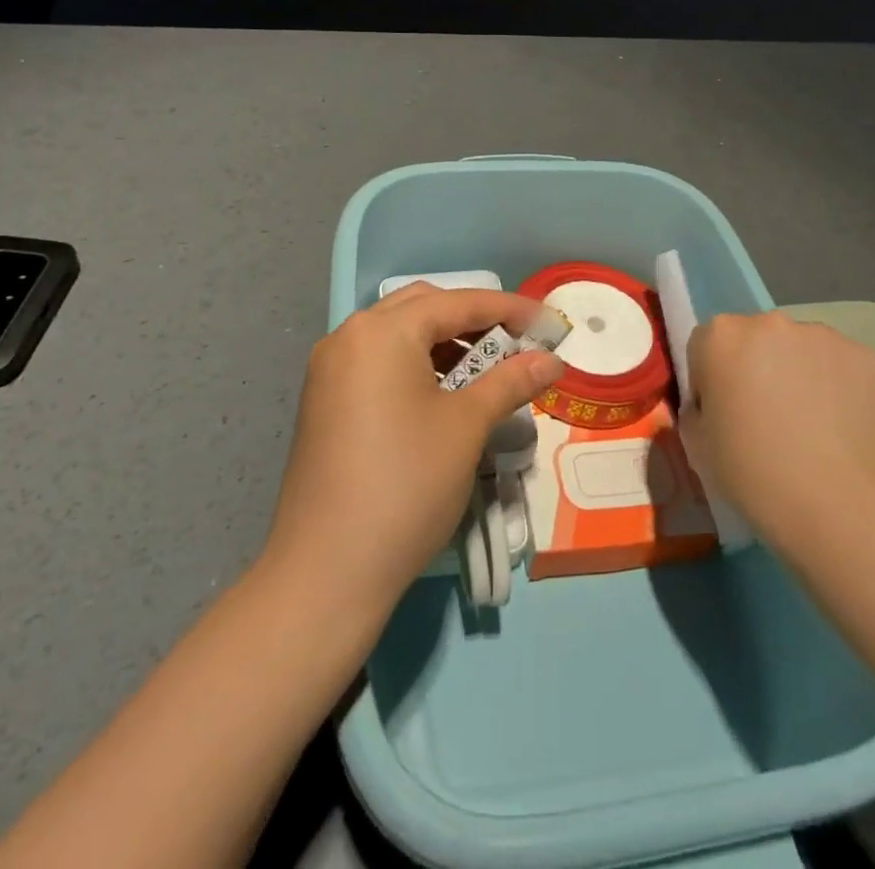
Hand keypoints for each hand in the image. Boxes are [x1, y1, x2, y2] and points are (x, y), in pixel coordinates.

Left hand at [263, 286, 564, 618]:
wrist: (326, 572)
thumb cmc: (406, 485)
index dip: (509, 309)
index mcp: (382, 331)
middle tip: (516, 344)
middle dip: (474, 320)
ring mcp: (330, 370)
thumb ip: (510, 381)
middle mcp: (350, 336)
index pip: (457, 302)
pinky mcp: (324, 401)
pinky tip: (444, 394)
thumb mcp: (467, 427)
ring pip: (399, 335)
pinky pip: (378, 362)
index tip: (550, 323)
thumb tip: (551, 359)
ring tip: (486, 372)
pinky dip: (416, 365)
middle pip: (423, 308)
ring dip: (445, 343)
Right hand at [686, 312, 874, 544]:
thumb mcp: (698, 445)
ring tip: (810, 424)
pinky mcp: (864, 356)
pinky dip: (836, 385)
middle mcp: (769, 323)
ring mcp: (821, 335)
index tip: (725, 414)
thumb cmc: (753, 475)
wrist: (838, 507)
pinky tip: (839, 425)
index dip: (711, 380)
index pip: (706, 346)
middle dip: (756, 367)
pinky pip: (839, 364)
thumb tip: (714, 404)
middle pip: (754, 339)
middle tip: (767, 417)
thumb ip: (697, 409)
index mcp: (720, 337)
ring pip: (799, 348)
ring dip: (797, 372)